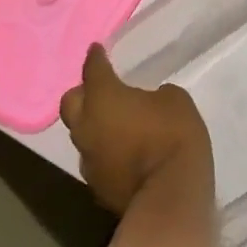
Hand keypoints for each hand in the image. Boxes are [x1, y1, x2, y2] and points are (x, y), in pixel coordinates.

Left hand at [59, 46, 212, 213]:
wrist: (169, 197)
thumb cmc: (173, 136)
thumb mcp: (175, 100)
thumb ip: (155, 96)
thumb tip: (148, 104)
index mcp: (104, 98)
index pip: (93, 70)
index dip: (95, 57)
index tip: (96, 49)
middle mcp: (87, 127)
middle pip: (71, 103)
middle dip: (83, 93)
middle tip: (100, 89)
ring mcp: (88, 160)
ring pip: (81, 134)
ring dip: (93, 125)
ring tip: (114, 122)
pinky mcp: (96, 187)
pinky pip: (95, 159)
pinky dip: (105, 151)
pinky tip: (122, 151)